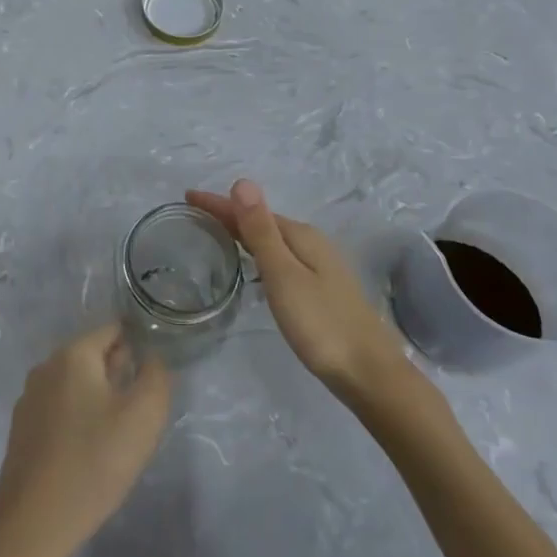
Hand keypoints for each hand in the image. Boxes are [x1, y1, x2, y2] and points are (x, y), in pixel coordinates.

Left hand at [0, 324, 171, 556]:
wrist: (33, 524)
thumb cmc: (93, 462)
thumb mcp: (143, 417)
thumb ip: (156, 376)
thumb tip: (152, 357)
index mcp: (73, 354)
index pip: (113, 329)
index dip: (139, 344)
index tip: (156, 372)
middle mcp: (46, 366)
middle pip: (93, 355)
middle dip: (120, 373)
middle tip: (142, 409)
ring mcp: (29, 398)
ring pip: (76, 384)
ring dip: (100, 398)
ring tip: (120, 434)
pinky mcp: (22, 430)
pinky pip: (60, 409)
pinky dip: (79, 419)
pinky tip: (91, 452)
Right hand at [186, 180, 415, 401]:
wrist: (370, 374)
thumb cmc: (321, 324)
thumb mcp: (284, 275)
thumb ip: (261, 230)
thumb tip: (242, 181)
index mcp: (300, 236)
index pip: (251, 210)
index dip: (218, 203)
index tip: (186, 196)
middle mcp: (311, 243)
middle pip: (261, 221)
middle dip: (228, 215)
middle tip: (193, 215)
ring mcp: (319, 267)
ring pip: (272, 240)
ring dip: (243, 233)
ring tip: (214, 236)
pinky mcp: (320, 289)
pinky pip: (280, 258)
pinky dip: (258, 253)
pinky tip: (252, 268)